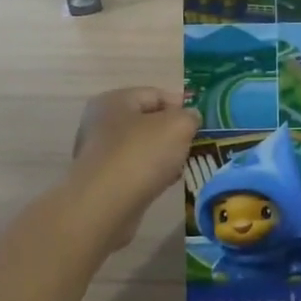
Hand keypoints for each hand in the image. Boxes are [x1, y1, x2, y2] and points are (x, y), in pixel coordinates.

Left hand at [70, 87, 198, 251]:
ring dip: (164, 155)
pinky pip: (134, 170)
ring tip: (184, 166)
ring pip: (142, 147)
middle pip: (148, 121)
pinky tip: (166, 183)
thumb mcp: (178, 126)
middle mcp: (101, 122)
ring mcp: (99, 153)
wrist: (105, 205)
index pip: (155, 94)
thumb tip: (190, 118)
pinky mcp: (102, 180)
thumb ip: (189, 117)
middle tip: (195, 145)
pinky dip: (151, 174)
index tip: (202, 123)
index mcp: (114, 100)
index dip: (182, 105)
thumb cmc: (141, 155)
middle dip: (173, 133)